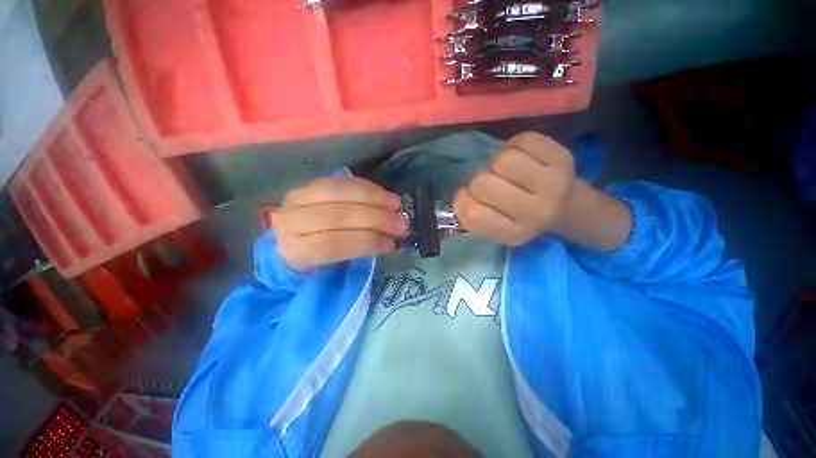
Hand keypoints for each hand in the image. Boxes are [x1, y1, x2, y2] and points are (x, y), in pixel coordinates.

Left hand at [273, 177, 407, 271]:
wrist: (290, 238)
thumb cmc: (315, 260)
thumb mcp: (330, 267)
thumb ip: (355, 253)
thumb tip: (388, 239)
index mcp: (295, 251)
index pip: (333, 243)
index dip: (365, 242)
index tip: (390, 243)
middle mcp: (290, 222)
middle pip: (337, 215)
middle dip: (376, 218)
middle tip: (401, 223)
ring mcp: (297, 198)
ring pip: (339, 192)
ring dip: (374, 198)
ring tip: (396, 205)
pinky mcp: (309, 184)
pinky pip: (341, 181)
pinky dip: (366, 187)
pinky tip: (383, 195)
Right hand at [453, 132, 576, 246]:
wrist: (568, 208)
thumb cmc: (522, 218)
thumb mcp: (496, 229)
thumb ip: (474, 215)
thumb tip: (462, 193)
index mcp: (513, 233)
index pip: (471, 213)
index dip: (462, 199)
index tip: (470, 197)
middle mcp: (535, 212)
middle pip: (482, 182)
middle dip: (479, 179)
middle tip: (491, 182)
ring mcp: (552, 184)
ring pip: (502, 159)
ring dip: (496, 161)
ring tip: (506, 169)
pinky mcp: (563, 158)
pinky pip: (523, 140)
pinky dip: (515, 145)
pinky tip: (522, 157)